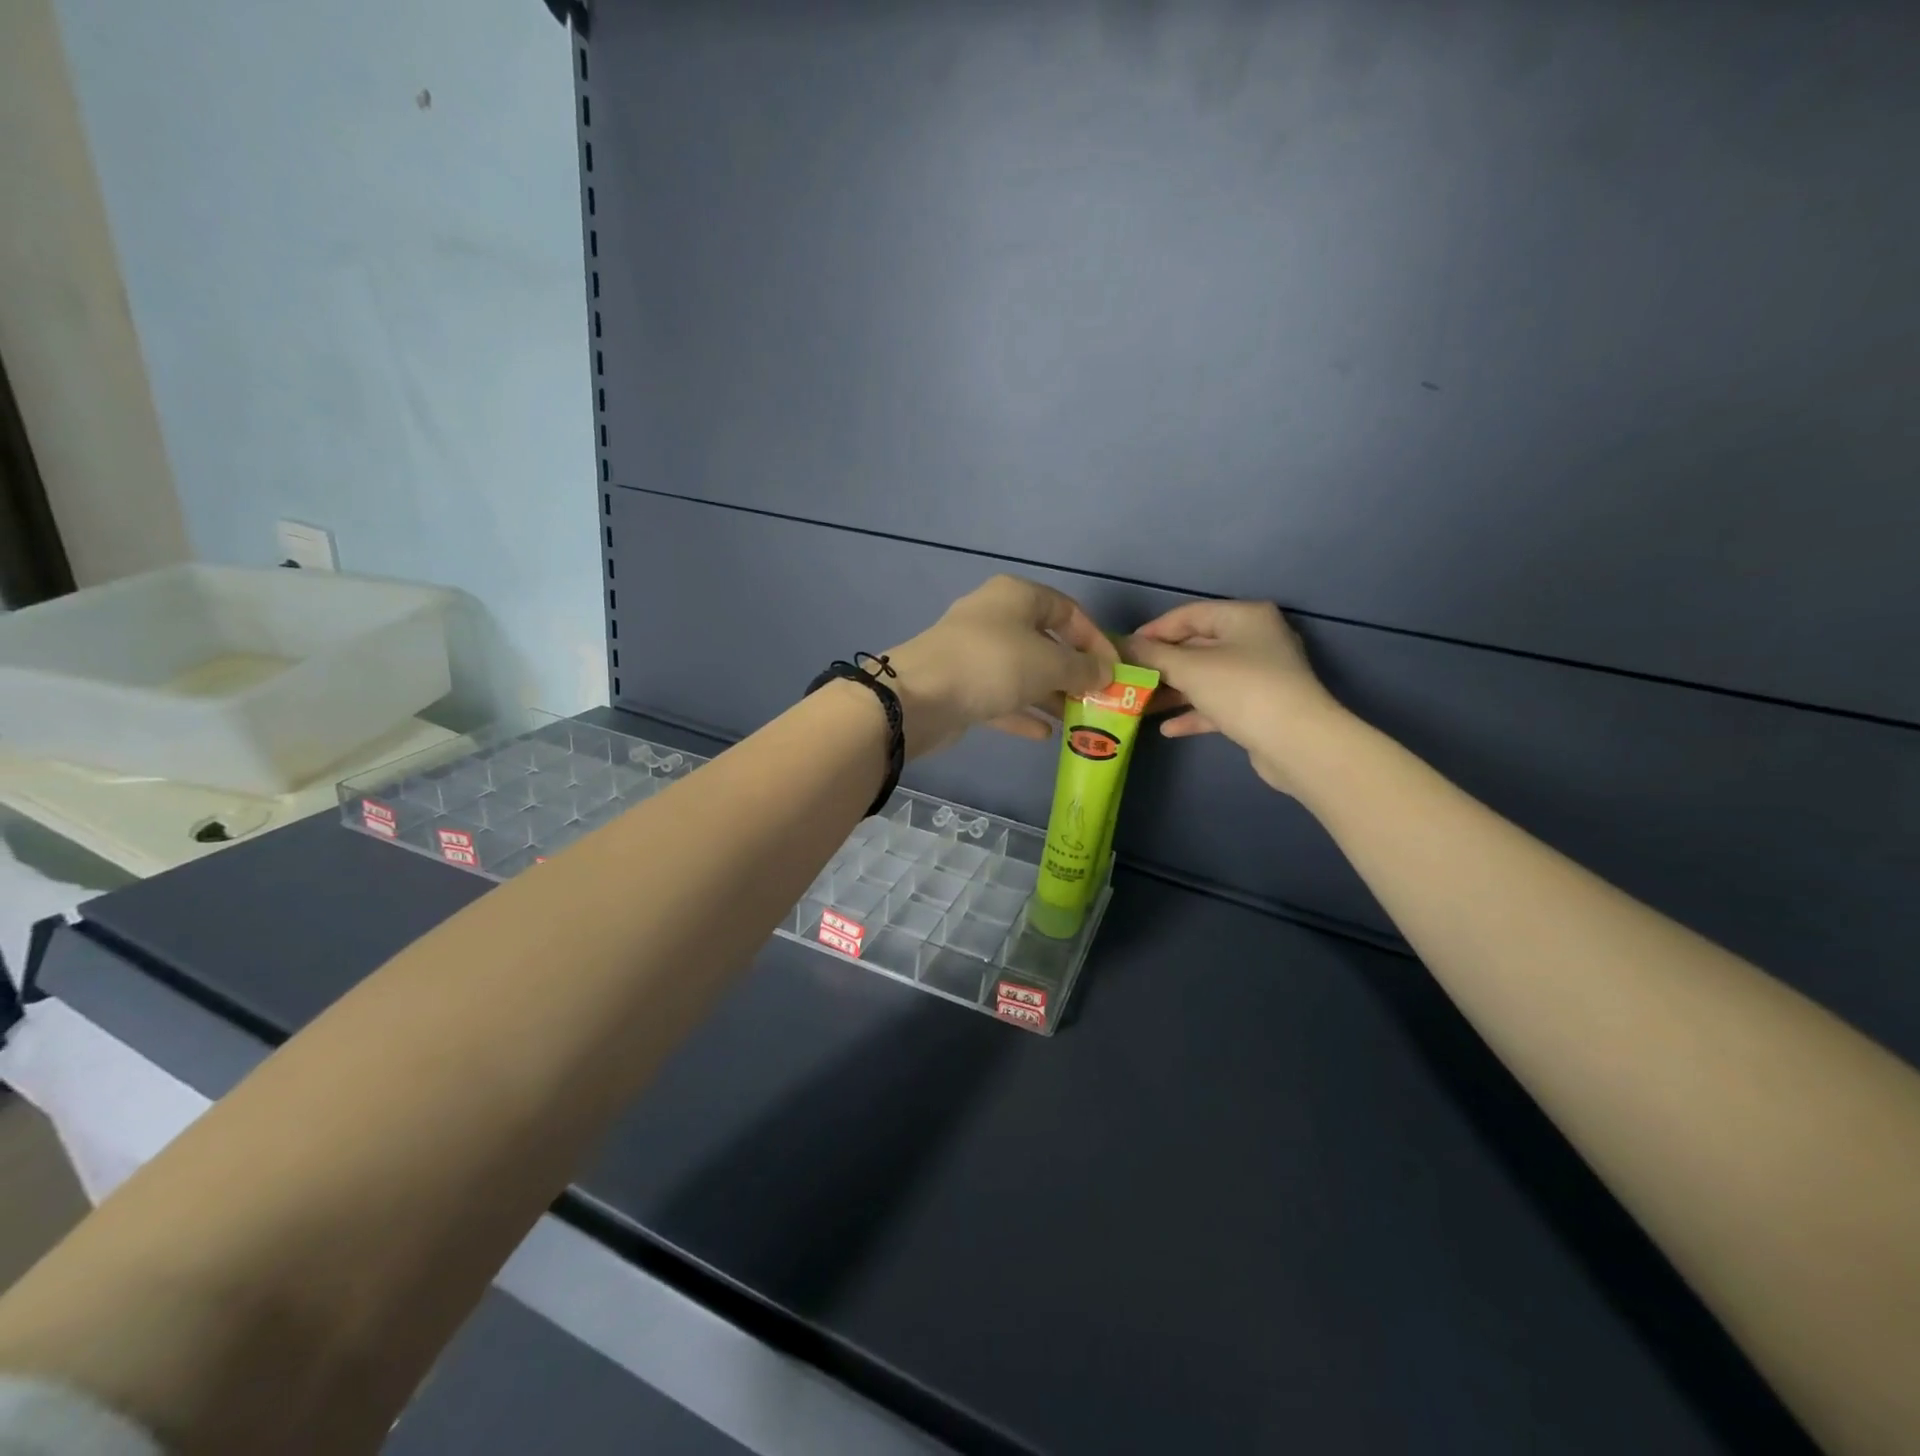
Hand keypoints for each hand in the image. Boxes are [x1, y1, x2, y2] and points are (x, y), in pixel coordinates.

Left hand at [884, 576, 1117, 757]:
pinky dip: (1022, 712)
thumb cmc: (994, 664)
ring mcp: (974, 653)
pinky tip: (1045, 735)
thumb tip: (1106, 673)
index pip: (1068, 610)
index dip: (1095, 639)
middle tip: (1099, 699)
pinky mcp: (961, 685)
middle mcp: (994, 618)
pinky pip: (1001, 697)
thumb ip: (1082, 669)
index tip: (1115, 669)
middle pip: (1045, 642)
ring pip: (1023, 672)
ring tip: (1079, 719)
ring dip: (1050, 695)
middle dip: (1073, 671)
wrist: (920, 697)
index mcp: (1016, 596)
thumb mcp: (1049, 664)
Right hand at [1124, 601, 1344, 794]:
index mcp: (1244, 617)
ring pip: (1206, 678)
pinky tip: (1167, 729)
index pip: (1189, 614)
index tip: (1123, 650)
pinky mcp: (1259, 708)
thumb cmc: (1242, 689)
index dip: (1153, 631)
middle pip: (1196, 646)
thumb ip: (1152, 655)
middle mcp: (1255, 640)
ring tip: (1138, 705)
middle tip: (1127, 679)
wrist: (1297, 743)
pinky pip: (1218, 704)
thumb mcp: (1189, 668)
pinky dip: (1194, 712)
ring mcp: (1259, 675)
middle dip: (1160, 665)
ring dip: (1173, 691)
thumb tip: (1120, 645)